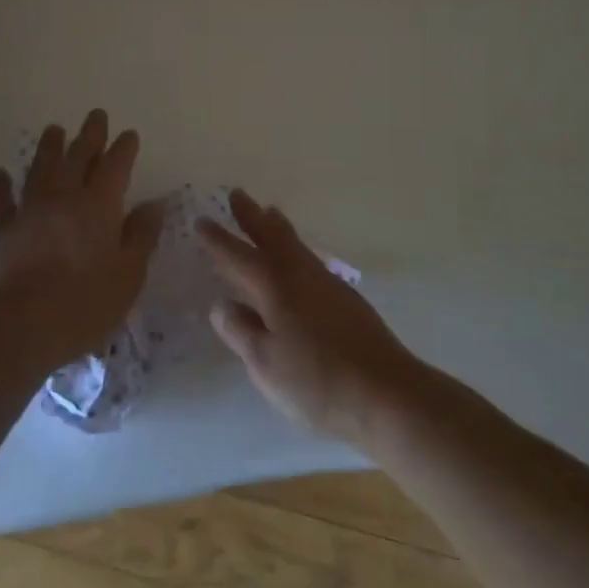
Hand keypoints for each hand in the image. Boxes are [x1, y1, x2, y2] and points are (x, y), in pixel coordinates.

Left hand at [0, 109, 161, 367]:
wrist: (21, 325)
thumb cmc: (85, 303)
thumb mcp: (129, 274)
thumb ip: (141, 236)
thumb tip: (154, 204)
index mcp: (100, 206)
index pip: (115, 167)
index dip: (123, 149)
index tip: (129, 134)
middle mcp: (65, 198)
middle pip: (78, 158)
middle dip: (90, 135)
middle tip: (96, 115)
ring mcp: (31, 211)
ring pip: (41, 169)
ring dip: (49, 147)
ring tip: (54, 129)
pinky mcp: (4, 231)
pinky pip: (1, 201)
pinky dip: (0, 185)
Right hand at [201, 189, 423, 443]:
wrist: (386, 393)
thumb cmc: (317, 382)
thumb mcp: (266, 364)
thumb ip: (241, 331)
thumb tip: (220, 304)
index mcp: (275, 288)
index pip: (238, 257)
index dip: (218, 240)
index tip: (202, 220)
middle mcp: (300, 276)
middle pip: (272, 237)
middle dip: (252, 216)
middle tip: (238, 194)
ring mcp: (328, 285)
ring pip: (296, 246)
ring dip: (278, 228)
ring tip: (270, 212)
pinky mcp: (347, 300)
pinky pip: (311, 260)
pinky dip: (296, 249)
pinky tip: (300, 260)